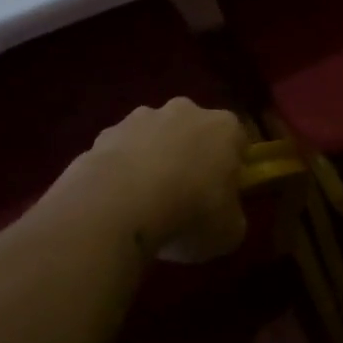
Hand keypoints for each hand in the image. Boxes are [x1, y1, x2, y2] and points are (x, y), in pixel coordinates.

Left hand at [83, 98, 247, 262]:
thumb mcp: (228, 231)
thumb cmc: (190, 213)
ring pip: (153, 137)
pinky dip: (119, 171)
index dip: (232, 167)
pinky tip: (115, 202)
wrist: (119, 205)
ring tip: (144, 202)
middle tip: (185, 196)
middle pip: (193, 130)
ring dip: (152, 160)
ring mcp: (140, 118)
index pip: (238, 140)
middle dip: (190, 155)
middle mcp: (185, 111)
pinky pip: (119, 153)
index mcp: (224, 128)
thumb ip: (231, 216)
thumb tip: (224, 215)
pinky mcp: (104, 133)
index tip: (224, 194)